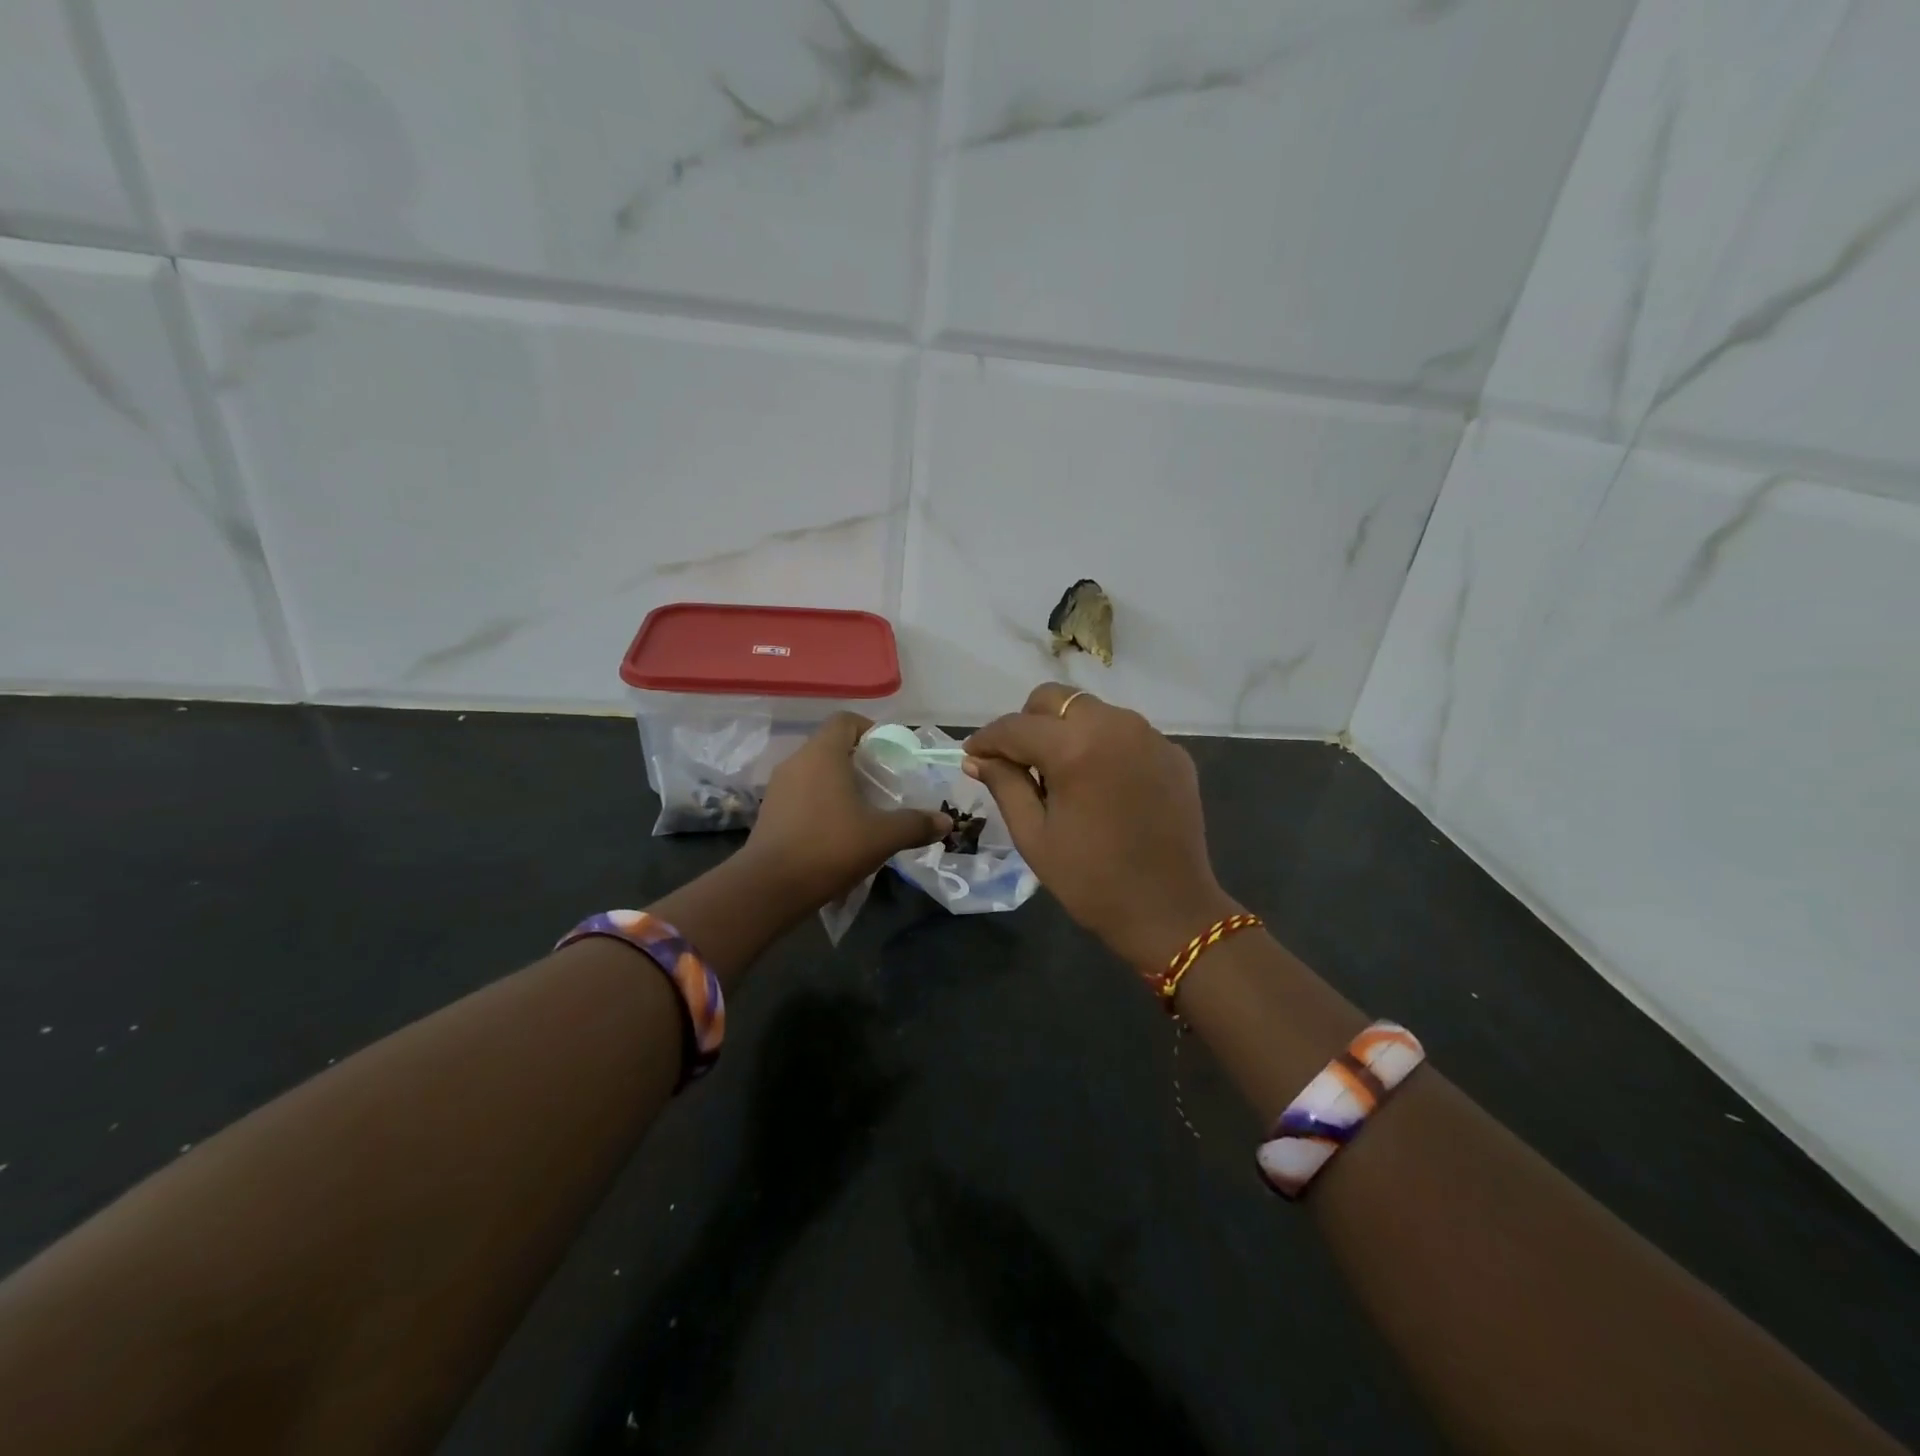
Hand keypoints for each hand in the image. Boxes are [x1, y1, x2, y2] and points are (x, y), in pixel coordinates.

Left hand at [742, 712, 952, 908]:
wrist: (769, 888)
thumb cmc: (829, 848)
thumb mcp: (882, 837)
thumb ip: (916, 824)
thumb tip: (946, 822)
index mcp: (822, 754)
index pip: (846, 720)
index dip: (870, 729)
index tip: (890, 754)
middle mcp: (797, 762)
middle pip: (831, 745)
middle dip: (859, 760)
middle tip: (884, 784)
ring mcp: (778, 787)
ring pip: (815, 771)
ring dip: (839, 783)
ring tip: (864, 808)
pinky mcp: (769, 812)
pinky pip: (801, 794)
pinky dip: (821, 802)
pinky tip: (838, 829)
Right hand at [964, 684, 1239, 971]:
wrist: (1169, 910)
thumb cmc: (1091, 880)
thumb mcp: (1034, 835)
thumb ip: (1004, 785)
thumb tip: (977, 758)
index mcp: (1075, 748)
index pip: (1016, 726)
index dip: (987, 739)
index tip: (973, 754)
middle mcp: (1115, 726)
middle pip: (1056, 699)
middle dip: (1029, 723)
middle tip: (1020, 762)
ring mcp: (1150, 736)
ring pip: (1092, 710)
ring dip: (1067, 730)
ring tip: (1062, 774)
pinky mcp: (1174, 752)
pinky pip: (1125, 732)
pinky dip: (1103, 745)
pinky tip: (1101, 784)